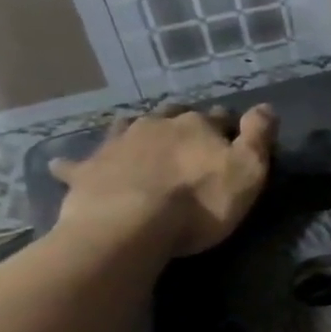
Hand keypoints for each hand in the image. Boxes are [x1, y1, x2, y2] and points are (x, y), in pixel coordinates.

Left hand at [50, 102, 277, 256]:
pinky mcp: (87, 171)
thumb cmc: (200, 202)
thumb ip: (259, 136)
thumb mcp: (248, 170)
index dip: (228, 126)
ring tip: (138, 140)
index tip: (233, 136)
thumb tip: (266, 106)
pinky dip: (73, 164)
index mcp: (197, 126)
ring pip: (126, 127)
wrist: (131, 225)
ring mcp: (117, 144)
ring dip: (134, 130)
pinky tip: (64, 165)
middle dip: (180, 121)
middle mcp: (155, 125)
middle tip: (186, 136)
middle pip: (171, 115)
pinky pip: (75, 164)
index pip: (218, 117)